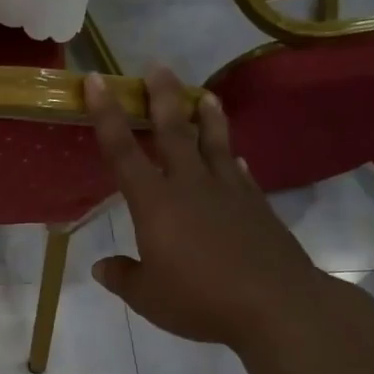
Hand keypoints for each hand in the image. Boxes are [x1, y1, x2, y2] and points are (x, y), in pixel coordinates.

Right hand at [86, 67, 328, 350]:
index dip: (107, 115)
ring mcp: (229, 193)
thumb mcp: (147, 296)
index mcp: (155, 204)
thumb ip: (122, 276)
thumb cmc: (199, 300)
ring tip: (204, 93)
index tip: (98, 81)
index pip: (123, 151)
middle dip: (162, 97)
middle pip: (174, 132)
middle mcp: (190, 186)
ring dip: (207, 116)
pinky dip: (234, 160)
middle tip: (156, 66)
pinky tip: (238, 158)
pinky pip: (241, 174)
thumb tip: (101, 267)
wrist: (276, 306)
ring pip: (215, 143)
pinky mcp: (257, 207)